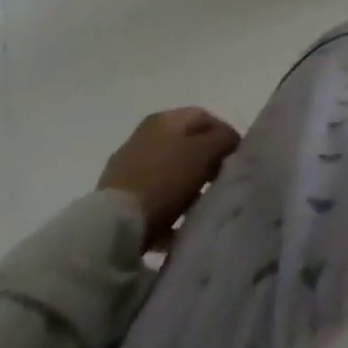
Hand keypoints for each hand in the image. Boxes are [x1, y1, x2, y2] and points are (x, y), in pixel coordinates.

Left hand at [97, 108, 240, 248]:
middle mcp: (143, 136)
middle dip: (204, 163)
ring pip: (168, 173)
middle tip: (218, 184)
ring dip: (185, 188)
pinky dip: (165, 210)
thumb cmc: (164, 180)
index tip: (236, 159)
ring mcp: (125, 168)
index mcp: (164, 118)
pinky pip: (151, 199)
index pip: (204, 117)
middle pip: (185, 145)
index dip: (225, 134)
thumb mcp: (205, 153)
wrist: (111, 228)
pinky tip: (175, 229)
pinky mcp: (114, 200)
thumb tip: (230, 142)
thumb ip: (224, 140)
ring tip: (198, 209)